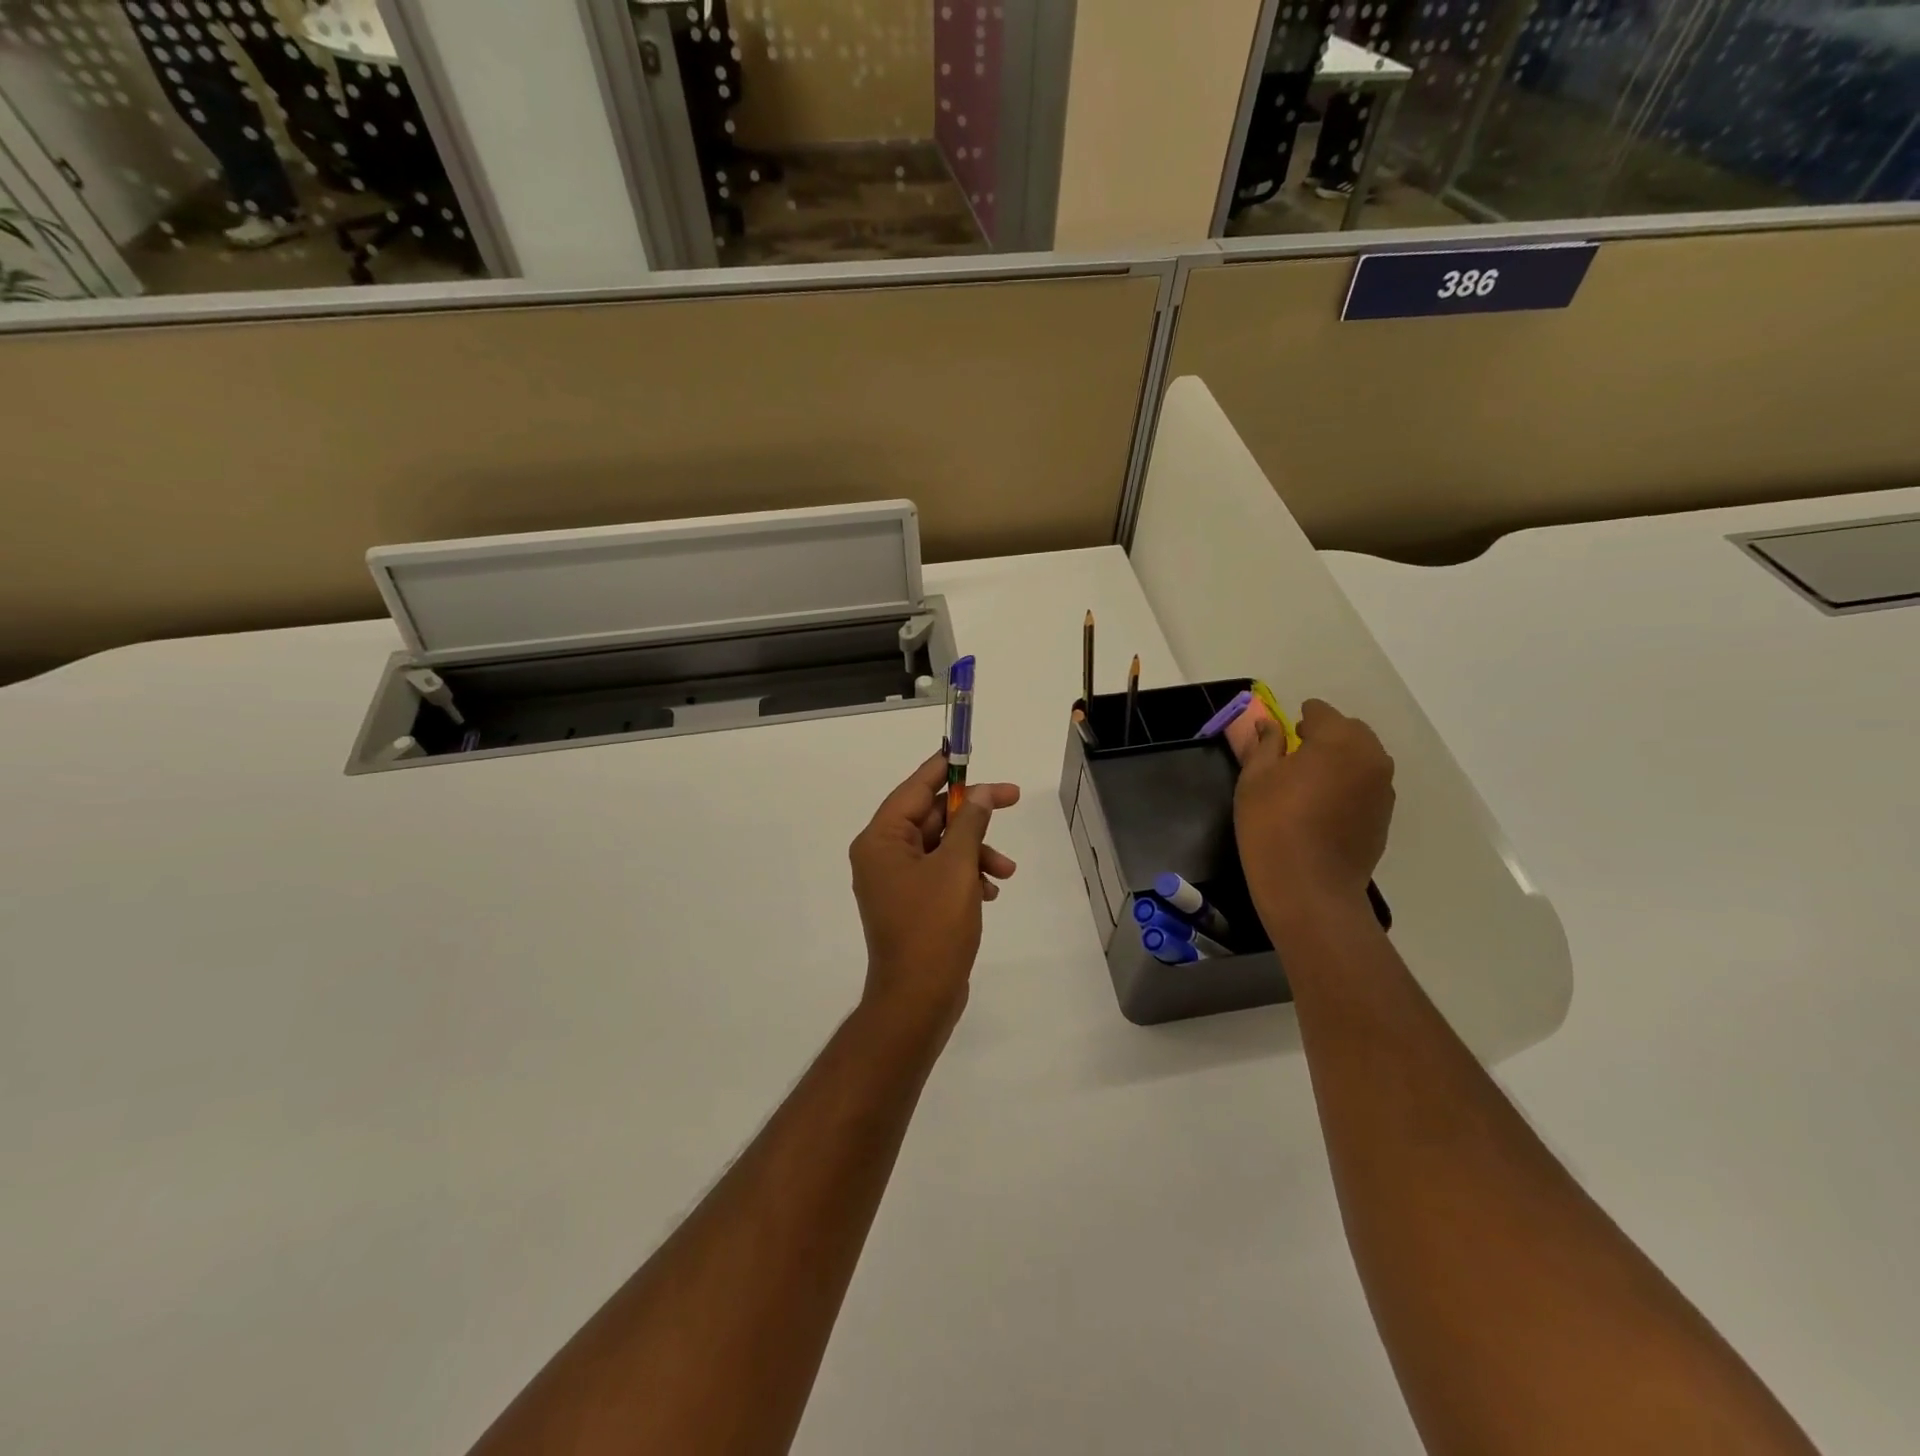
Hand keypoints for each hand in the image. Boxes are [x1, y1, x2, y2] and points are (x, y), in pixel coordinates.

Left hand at [849, 753, 1020, 1036]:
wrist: (918, 999)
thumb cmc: (933, 927)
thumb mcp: (957, 868)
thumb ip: (970, 823)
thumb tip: (981, 794)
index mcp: (881, 840)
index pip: (914, 789)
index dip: (944, 768)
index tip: (968, 751)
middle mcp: (882, 855)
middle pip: (931, 816)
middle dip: (972, 817)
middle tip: (1012, 799)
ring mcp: (895, 881)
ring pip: (941, 847)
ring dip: (975, 851)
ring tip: (1005, 871)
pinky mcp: (911, 904)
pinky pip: (941, 873)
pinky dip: (966, 875)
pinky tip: (990, 892)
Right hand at [1234, 699, 1393, 923]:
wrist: (1309, 887)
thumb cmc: (1272, 825)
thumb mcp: (1255, 778)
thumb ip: (1265, 744)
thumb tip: (1269, 725)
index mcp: (1337, 739)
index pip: (1321, 712)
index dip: (1300, 718)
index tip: (1283, 732)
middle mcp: (1370, 756)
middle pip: (1348, 731)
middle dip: (1324, 736)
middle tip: (1293, 756)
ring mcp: (1383, 788)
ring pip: (1361, 758)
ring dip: (1339, 760)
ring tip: (1309, 782)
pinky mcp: (1385, 815)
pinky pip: (1367, 784)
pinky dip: (1349, 784)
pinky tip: (1324, 806)